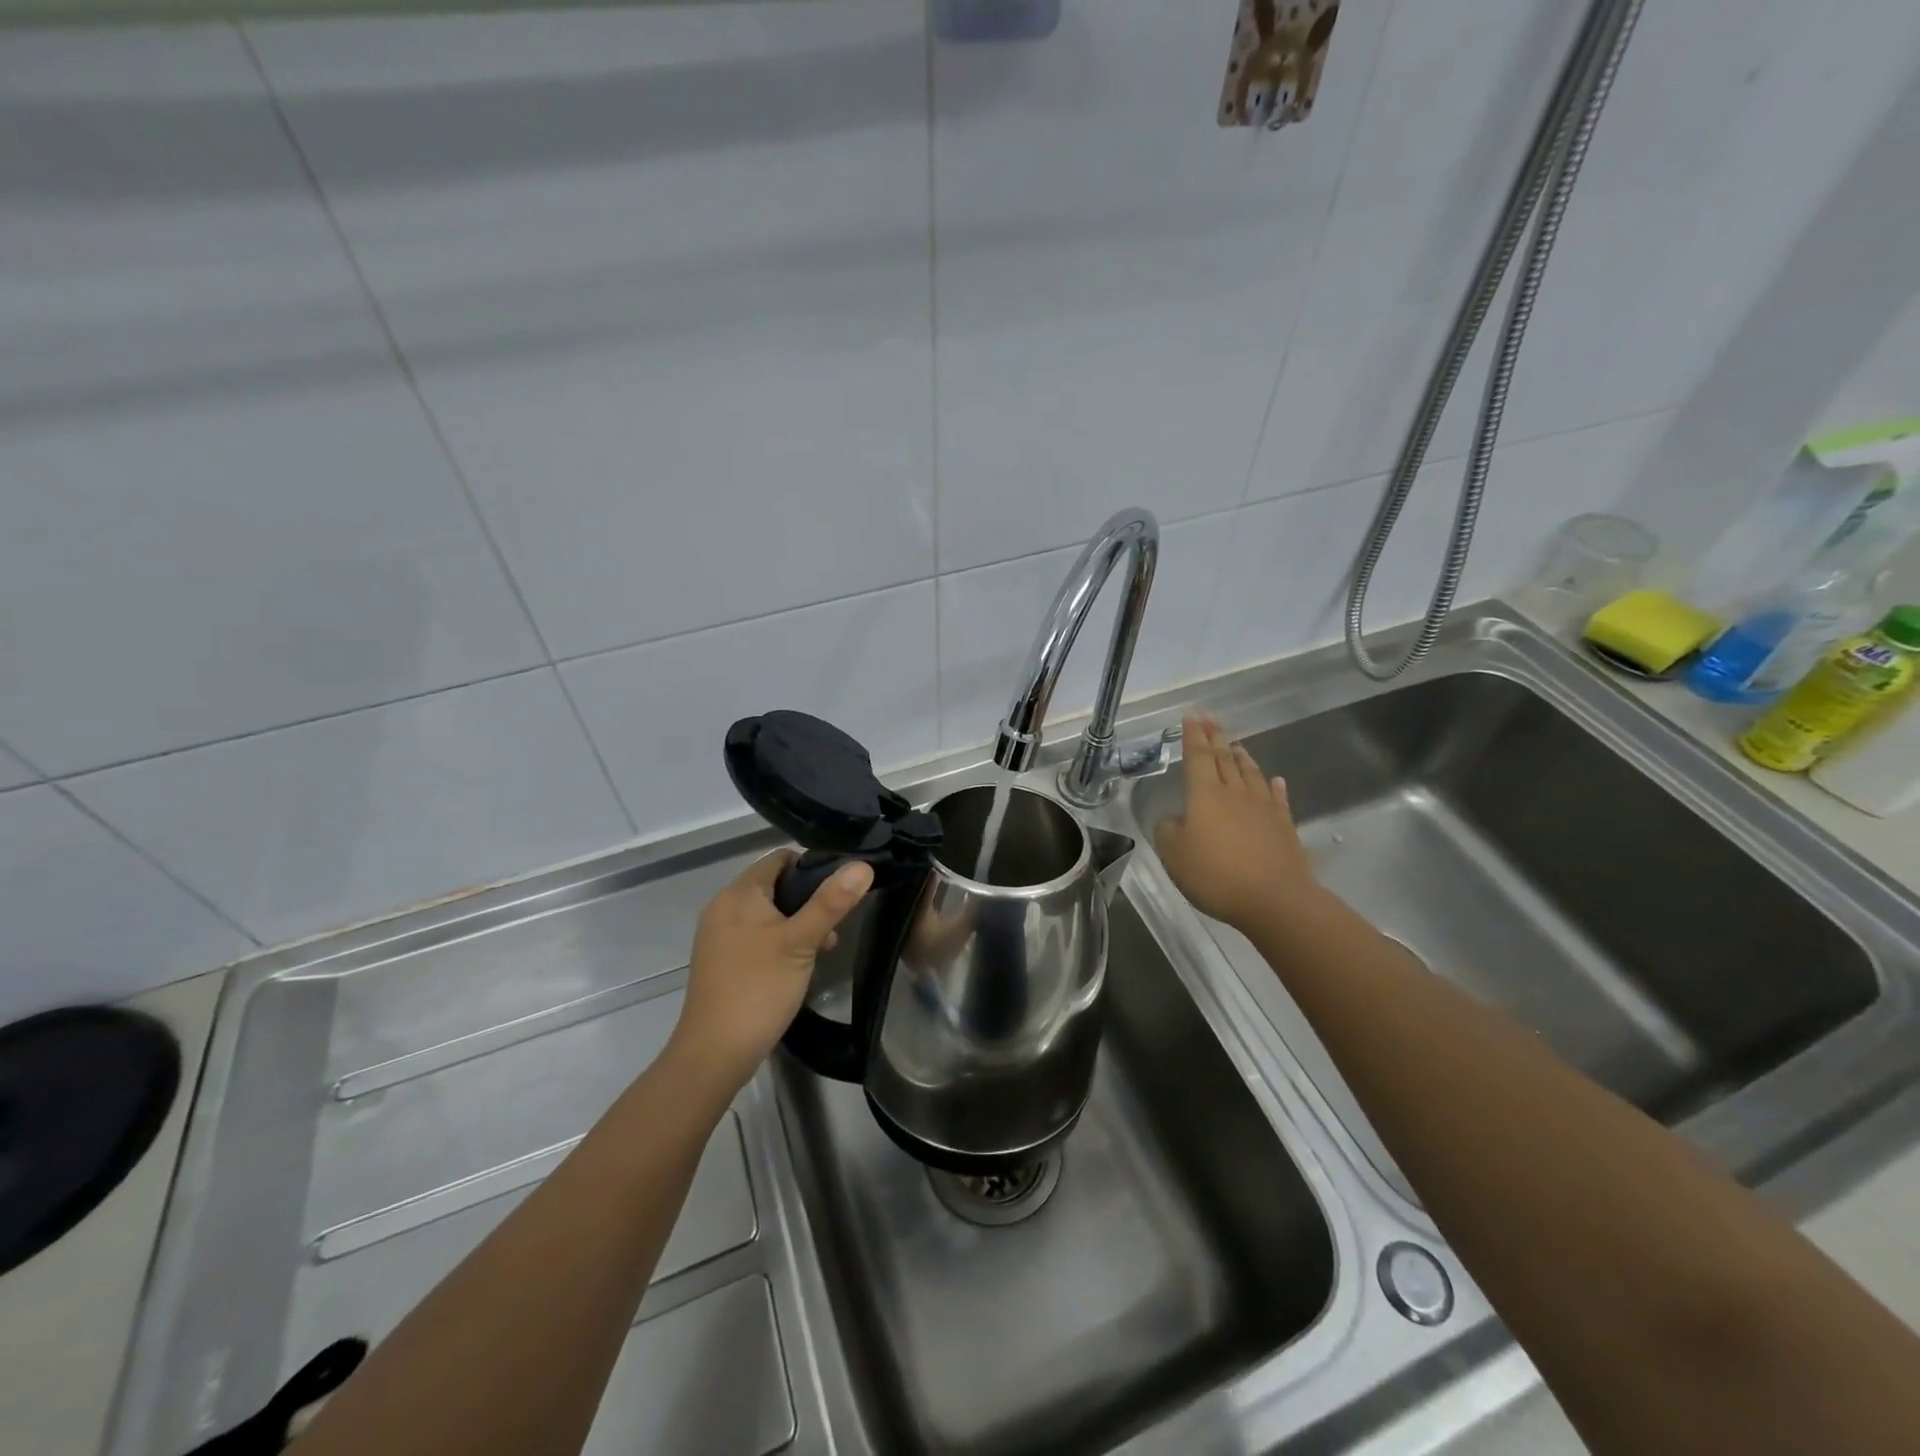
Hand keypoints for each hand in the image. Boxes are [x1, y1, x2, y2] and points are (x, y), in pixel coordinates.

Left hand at [671, 850, 872, 1089]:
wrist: (714, 1054)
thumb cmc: (759, 988)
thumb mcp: (801, 942)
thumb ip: (831, 902)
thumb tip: (862, 865)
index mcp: (739, 894)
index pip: (780, 858)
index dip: (813, 865)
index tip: (842, 887)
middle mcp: (724, 907)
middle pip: (775, 884)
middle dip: (809, 899)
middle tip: (836, 924)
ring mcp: (719, 935)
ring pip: (768, 912)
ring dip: (798, 922)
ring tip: (824, 947)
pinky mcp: (721, 960)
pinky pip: (756, 935)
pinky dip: (780, 940)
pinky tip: (798, 964)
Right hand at [1156, 715, 1314, 932]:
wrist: (1274, 899)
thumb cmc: (1215, 875)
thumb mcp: (1174, 855)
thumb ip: (1168, 832)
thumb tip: (1175, 820)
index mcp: (1204, 795)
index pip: (1197, 757)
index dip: (1193, 735)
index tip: (1192, 715)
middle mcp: (1234, 793)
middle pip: (1223, 758)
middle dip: (1215, 736)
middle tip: (1210, 718)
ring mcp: (1263, 808)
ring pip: (1250, 773)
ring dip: (1241, 757)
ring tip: (1236, 744)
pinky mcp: (1284, 825)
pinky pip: (1277, 798)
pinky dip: (1274, 786)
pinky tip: (1275, 779)